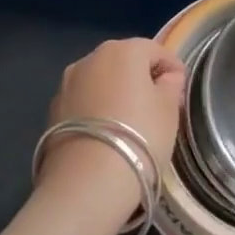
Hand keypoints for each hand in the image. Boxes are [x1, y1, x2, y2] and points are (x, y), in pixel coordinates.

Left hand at [38, 38, 185, 209]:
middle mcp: (90, 58)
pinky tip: (106, 136)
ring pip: (101, 81)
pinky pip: (84, 102)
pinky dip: (97, 111)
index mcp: (122, 50)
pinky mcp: (52, 110)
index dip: (173, 68)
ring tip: (130, 124)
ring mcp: (67, 84)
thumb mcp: (169, 110)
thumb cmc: (139, 138)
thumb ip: (171, 86)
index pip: (155, 50)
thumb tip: (166, 78)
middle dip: (142, 79)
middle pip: (124, 62)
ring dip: (116, 94)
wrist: (86, 184)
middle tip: (158, 107)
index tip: (181, 92)